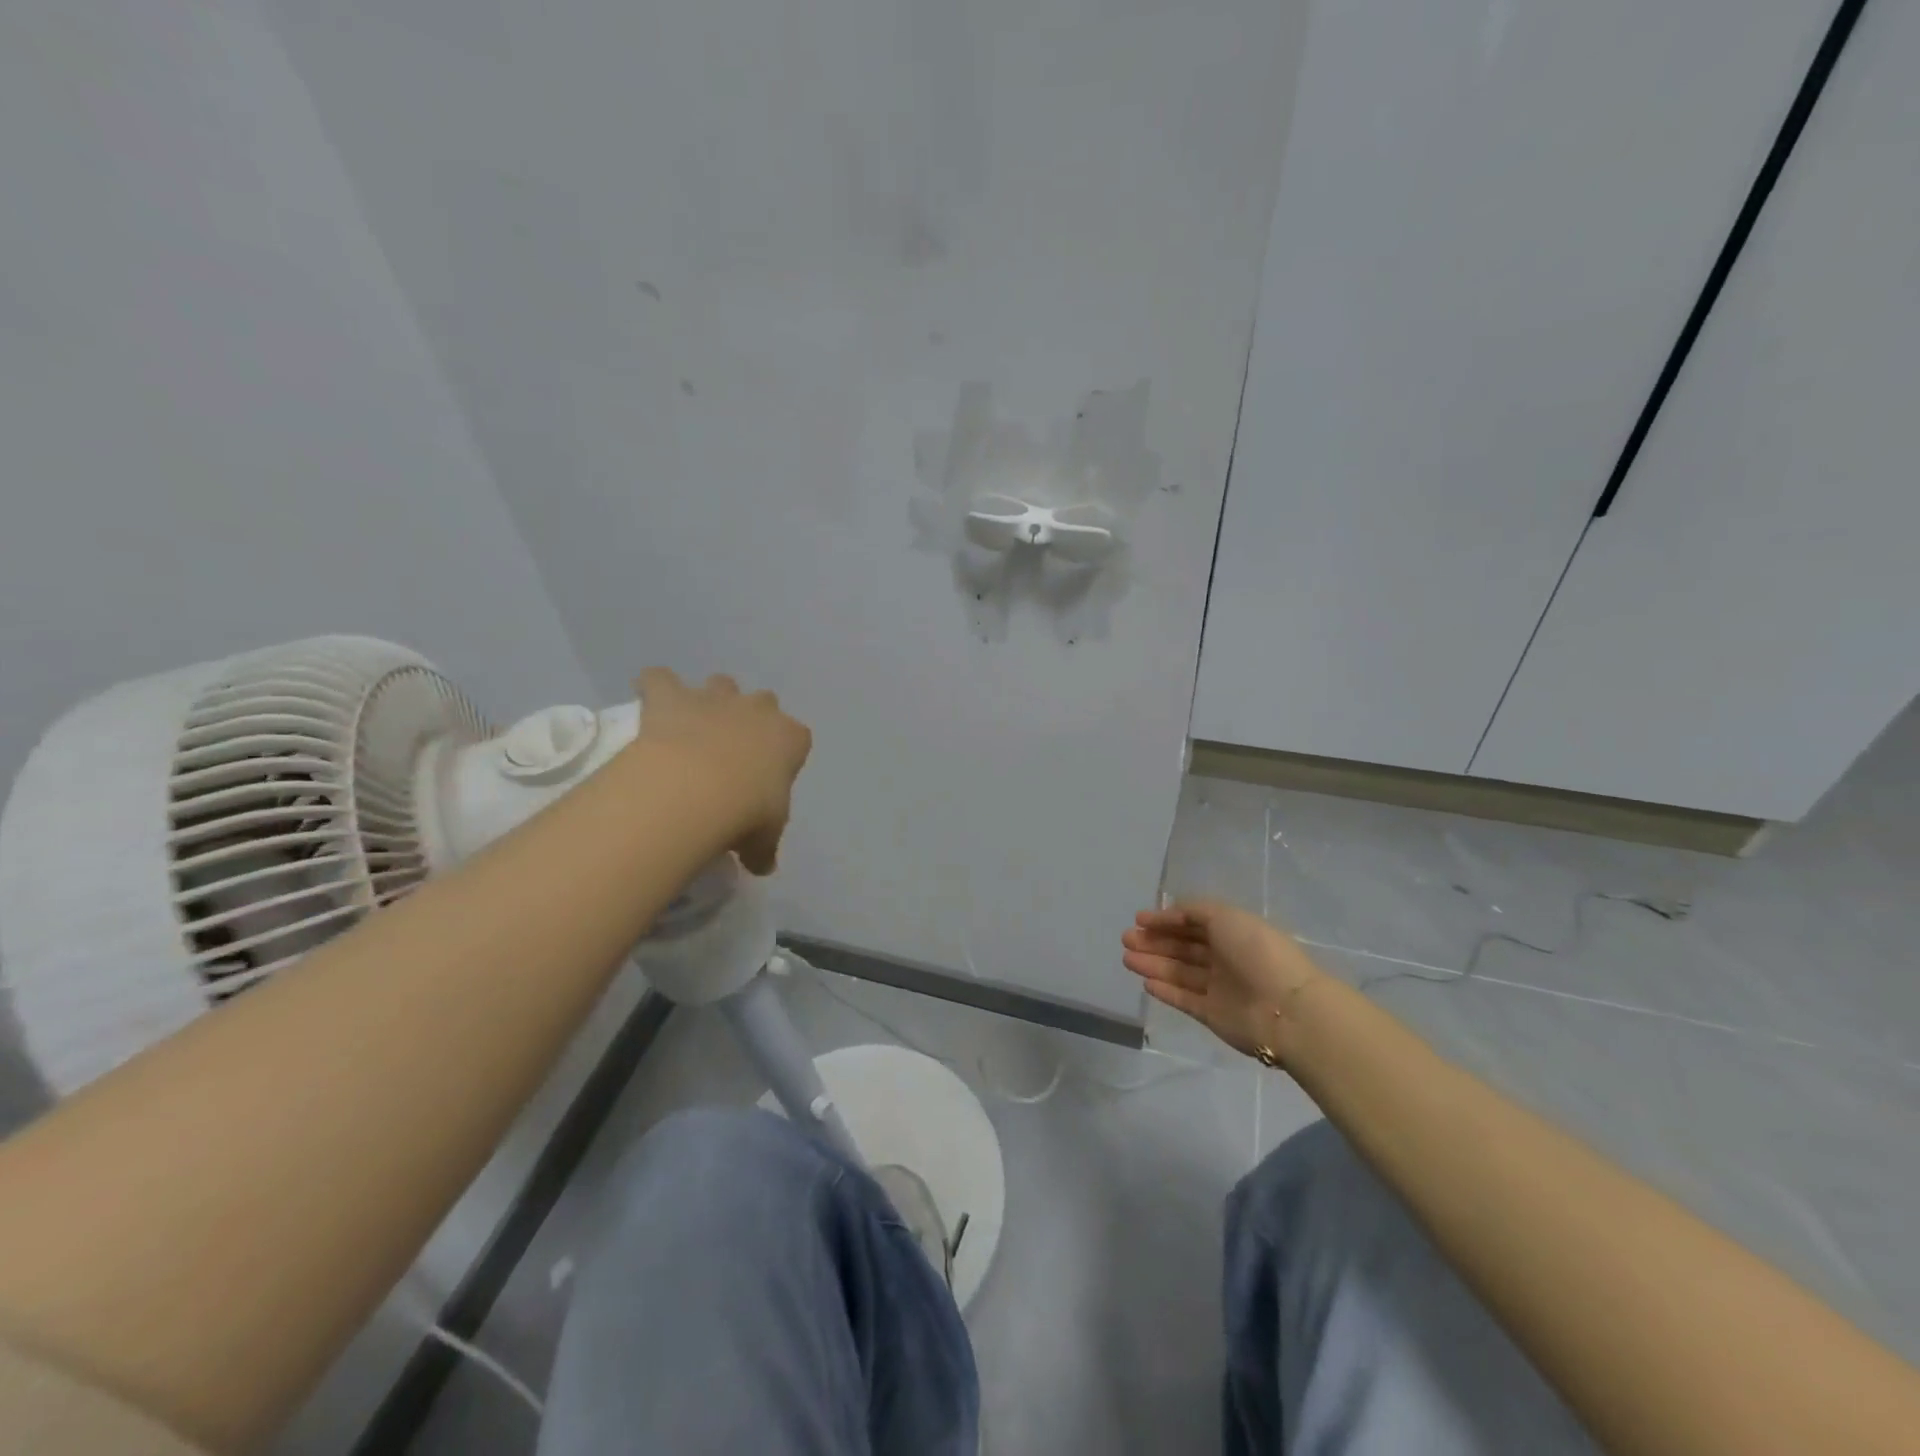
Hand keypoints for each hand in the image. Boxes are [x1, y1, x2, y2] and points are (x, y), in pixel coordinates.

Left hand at [635, 668, 811, 874]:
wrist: (695, 789)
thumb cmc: (745, 812)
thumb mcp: (763, 838)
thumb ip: (763, 847)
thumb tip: (762, 866)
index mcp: (790, 738)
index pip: (797, 737)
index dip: (783, 753)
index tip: (768, 776)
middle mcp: (757, 709)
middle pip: (763, 701)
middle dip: (750, 718)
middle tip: (732, 750)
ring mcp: (715, 698)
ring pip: (720, 683)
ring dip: (710, 699)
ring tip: (693, 726)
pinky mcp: (671, 696)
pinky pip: (659, 679)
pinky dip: (654, 687)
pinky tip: (649, 704)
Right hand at [1121, 899, 1325, 1061]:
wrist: (1286, 1008)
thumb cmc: (1255, 952)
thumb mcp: (1224, 916)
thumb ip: (1192, 912)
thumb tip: (1168, 915)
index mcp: (1233, 932)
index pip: (1193, 923)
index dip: (1166, 920)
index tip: (1139, 919)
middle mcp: (1225, 958)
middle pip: (1183, 948)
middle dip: (1154, 942)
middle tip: (1126, 939)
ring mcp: (1219, 987)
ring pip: (1179, 972)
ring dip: (1153, 963)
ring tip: (1126, 958)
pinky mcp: (1212, 1014)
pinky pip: (1184, 999)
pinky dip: (1165, 990)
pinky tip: (1145, 982)